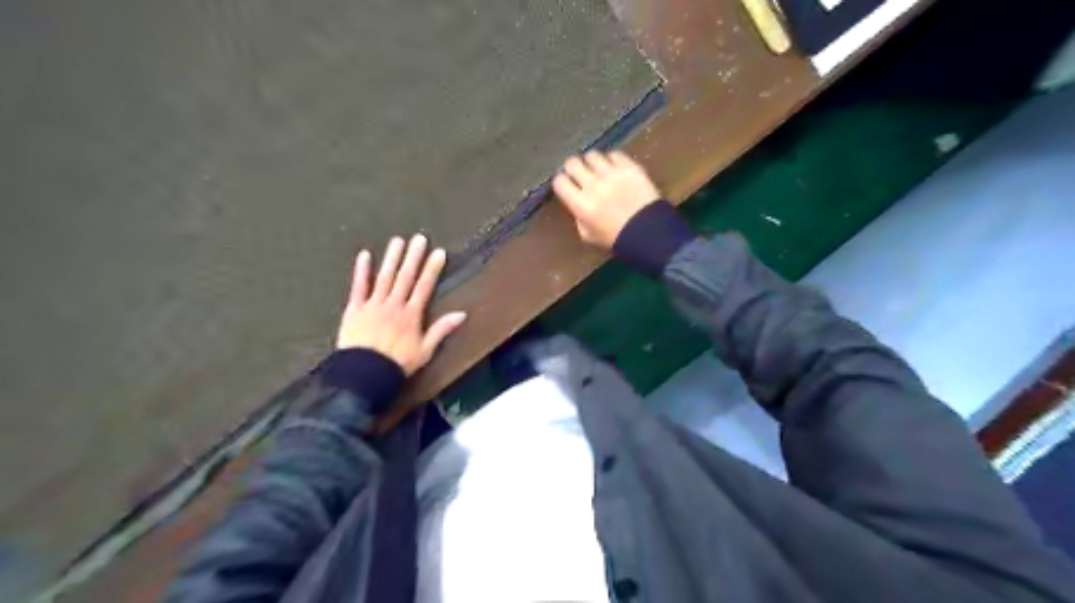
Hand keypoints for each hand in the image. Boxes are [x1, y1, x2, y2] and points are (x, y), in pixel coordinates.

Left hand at [335, 235, 465, 376]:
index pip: (424, 287)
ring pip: (384, 277)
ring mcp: (373, 305)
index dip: (432, 269)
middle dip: (413, 257)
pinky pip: (358, 287)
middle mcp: (394, 305)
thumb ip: (441, 330)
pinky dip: (361, 271)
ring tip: (397, 241)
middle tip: (419, 238)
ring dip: (392, 258)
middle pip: (405, 277)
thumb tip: (462, 314)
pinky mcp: (355, 309)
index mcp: (411, 315)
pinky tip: (364, 255)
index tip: (438, 252)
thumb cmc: (397, 363)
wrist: (365, 373)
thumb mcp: (425, 350)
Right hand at [554, 151, 663, 250]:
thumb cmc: (617, 240)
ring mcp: (612, 174)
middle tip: (578, 174)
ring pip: (592, 155)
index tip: (566, 185)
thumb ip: (578, 217)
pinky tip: (614, 168)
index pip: (559, 181)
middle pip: (572, 163)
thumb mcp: (588, 236)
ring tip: (597, 169)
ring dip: (591, 162)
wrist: (650, 235)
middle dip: (572, 168)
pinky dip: (612, 160)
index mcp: (581, 204)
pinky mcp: (630, 168)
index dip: (561, 182)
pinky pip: (614, 154)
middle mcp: (593, 185)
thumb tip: (574, 202)